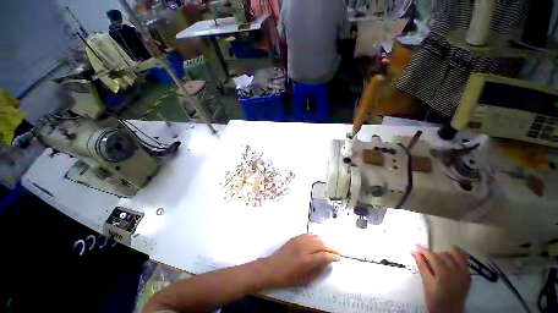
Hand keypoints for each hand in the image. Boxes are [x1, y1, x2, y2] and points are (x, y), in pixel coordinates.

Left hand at [258, 234, 339, 288]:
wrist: (271, 268)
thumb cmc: (288, 278)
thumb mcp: (305, 279)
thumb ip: (318, 270)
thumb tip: (327, 263)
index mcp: (306, 260)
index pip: (324, 255)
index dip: (332, 256)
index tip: (338, 258)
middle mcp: (303, 247)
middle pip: (321, 243)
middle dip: (331, 247)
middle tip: (337, 251)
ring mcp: (299, 240)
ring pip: (315, 237)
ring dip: (324, 241)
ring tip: (328, 247)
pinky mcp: (295, 237)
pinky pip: (308, 235)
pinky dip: (315, 238)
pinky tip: (317, 242)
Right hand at [412, 246, 470, 312]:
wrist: (450, 312)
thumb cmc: (435, 299)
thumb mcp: (426, 283)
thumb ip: (422, 265)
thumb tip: (414, 251)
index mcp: (444, 273)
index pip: (432, 255)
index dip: (423, 250)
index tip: (415, 248)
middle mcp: (456, 270)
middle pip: (443, 254)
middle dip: (432, 254)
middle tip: (424, 257)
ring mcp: (464, 273)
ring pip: (455, 254)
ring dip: (444, 254)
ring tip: (437, 259)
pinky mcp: (468, 275)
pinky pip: (463, 260)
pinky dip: (456, 256)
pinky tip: (449, 260)